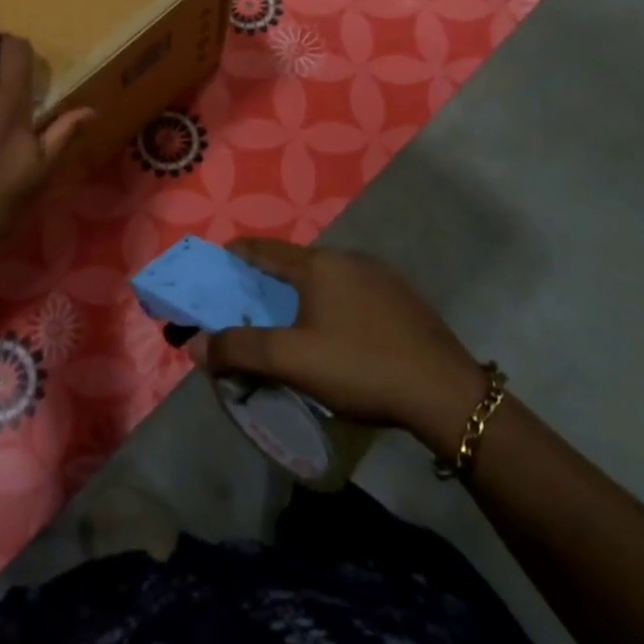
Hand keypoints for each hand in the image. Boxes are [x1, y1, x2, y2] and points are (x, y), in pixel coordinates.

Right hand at [193, 239, 487, 437]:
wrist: (447, 394)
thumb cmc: (360, 367)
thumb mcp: (292, 361)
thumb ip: (240, 349)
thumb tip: (196, 345)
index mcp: (318, 265)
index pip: (262, 249)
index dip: (234, 255)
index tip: (215, 266)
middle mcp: (348, 258)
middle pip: (294, 264)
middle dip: (268, 282)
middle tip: (250, 308)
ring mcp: (381, 276)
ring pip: (327, 278)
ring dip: (303, 295)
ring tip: (293, 325)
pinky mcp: (403, 298)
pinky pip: (353, 292)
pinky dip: (333, 305)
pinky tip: (340, 336)